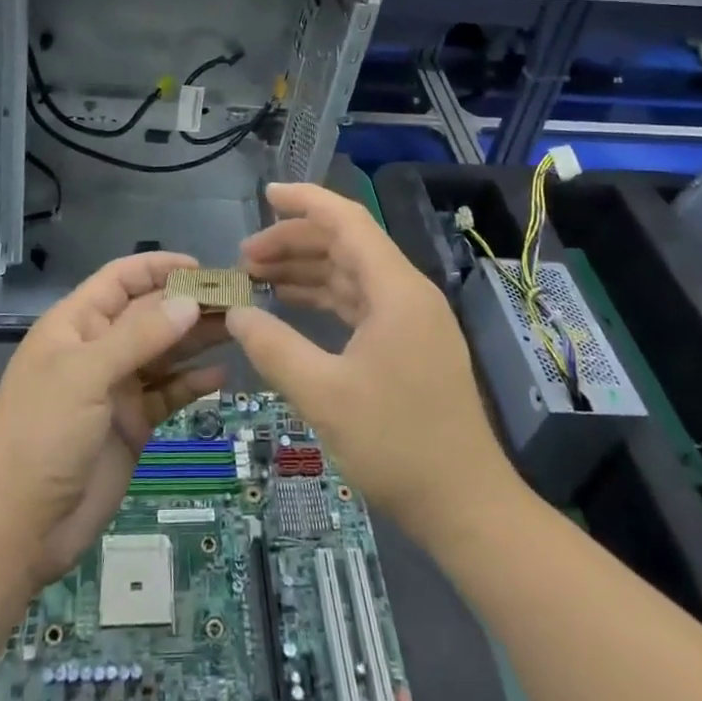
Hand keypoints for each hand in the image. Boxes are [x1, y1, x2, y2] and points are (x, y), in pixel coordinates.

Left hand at [0, 253, 226, 585]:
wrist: (17, 529)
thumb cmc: (41, 435)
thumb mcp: (85, 375)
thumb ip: (139, 336)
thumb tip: (189, 302)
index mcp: (76, 325)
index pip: (121, 280)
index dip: (158, 268)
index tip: (202, 268)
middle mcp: (98, 349)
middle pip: (149, 314)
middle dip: (188, 304)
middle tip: (238, 300)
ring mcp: (116, 388)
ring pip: (164, 352)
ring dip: (197, 339)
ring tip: (239, 328)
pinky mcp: (133, 425)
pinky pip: (168, 393)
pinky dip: (192, 383)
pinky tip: (222, 376)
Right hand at [228, 184, 507, 541]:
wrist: (466, 506)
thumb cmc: (397, 445)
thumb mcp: (324, 395)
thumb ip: (274, 348)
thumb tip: (235, 313)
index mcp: (396, 290)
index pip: (347, 221)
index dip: (305, 201)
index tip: (264, 194)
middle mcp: (407, 292)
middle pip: (346, 245)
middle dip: (294, 241)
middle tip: (244, 257)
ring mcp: (411, 319)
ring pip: (351, 273)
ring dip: (306, 269)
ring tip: (256, 277)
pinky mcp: (408, 343)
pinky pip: (359, 302)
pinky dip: (324, 297)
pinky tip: (292, 305)